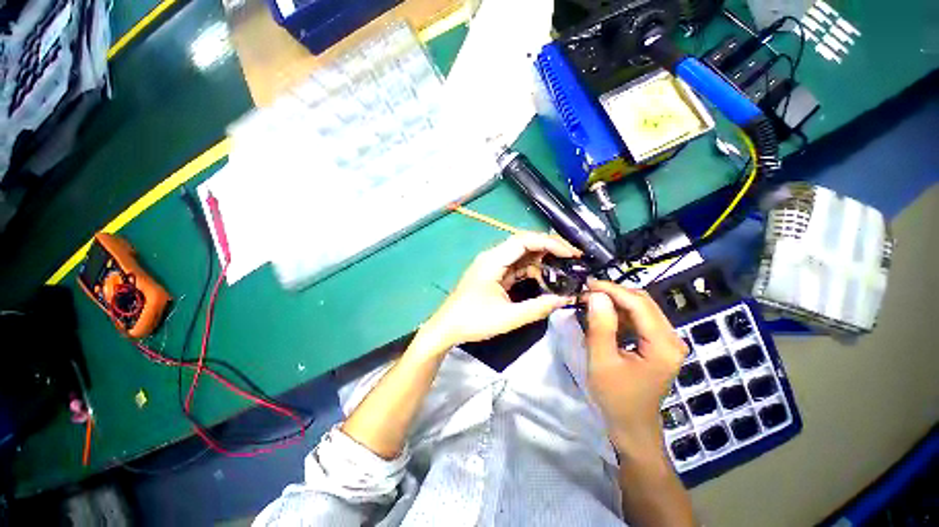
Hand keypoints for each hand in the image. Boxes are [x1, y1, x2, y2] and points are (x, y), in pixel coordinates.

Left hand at [422, 232, 580, 350]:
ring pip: (522, 254)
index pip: (524, 241)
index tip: (571, 254)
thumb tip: (565, 299)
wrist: (447, 327)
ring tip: (565, 268)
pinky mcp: (494, 273)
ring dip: (542, 259)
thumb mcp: (508, 317)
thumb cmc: (473, 321)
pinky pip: (516, 266)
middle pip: (524, 243)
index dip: (549, 243)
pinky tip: (546, 277)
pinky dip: (532, 270)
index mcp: (493, 261)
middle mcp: (493, 257)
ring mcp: (493, 264)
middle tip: (573, 258)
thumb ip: (538, 308)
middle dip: (550, 248)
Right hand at [584, 280, 687, 455]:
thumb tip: (596, 295)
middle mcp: (672, 338)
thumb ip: (600, 326)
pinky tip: (603, 318)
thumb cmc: (616, 397)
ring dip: (615, 303)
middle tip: (586, 293)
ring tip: (590, 304)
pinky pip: (640, 319)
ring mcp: (668, 341)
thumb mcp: (602, 361)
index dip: (612, 289)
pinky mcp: (660, 344)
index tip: (586, 284)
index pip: (639, 304)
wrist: (632, 426)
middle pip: (643, 302)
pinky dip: (620, 314)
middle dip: (613, 294)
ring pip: (641, 308)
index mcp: (663, 345)